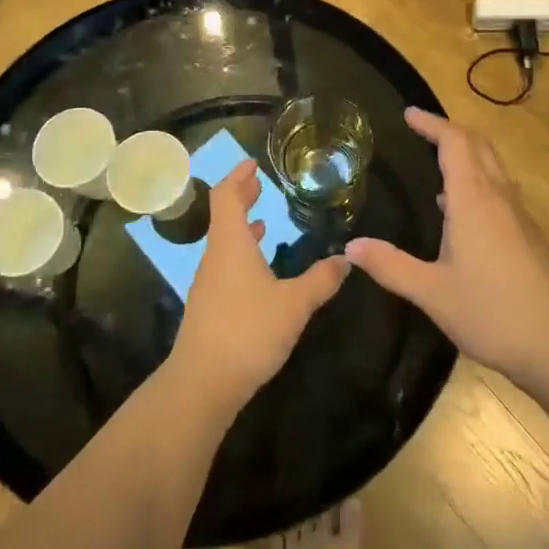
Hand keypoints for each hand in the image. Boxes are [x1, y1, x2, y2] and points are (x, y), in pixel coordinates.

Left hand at [171, 159, 349, 414]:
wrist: (203, 384)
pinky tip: (260, 270)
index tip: (252, 163)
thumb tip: (346, 258)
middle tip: (260, 184)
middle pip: (223, 216)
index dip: (237, 177)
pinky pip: (226, 265)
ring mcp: (209, 283)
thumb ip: (320, 280)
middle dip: (241, 197)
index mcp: (231, 245)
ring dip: (242, 227)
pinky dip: (242, 253)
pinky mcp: (209, 307)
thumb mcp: (294, 304)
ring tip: (263, 219)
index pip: (226, 197)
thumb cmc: (248, 331)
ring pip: (224, 242)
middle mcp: (215, 257)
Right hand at [347, 109, 548, 388]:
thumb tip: (350, 247)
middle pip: (479, 146)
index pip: (454, 142)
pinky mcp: (530, 237)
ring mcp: (519, 217)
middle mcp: (499, 197)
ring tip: (438, 167)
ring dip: (468, 156)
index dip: (431, 124)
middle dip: (450, 132)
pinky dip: (479, 183)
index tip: (408, 114)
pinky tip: (462, 215)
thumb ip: (390, 266)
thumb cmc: (493, 312)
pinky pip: (500, 192)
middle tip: (422, 131)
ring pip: (493, 169)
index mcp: (473, 200)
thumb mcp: (432, 293)